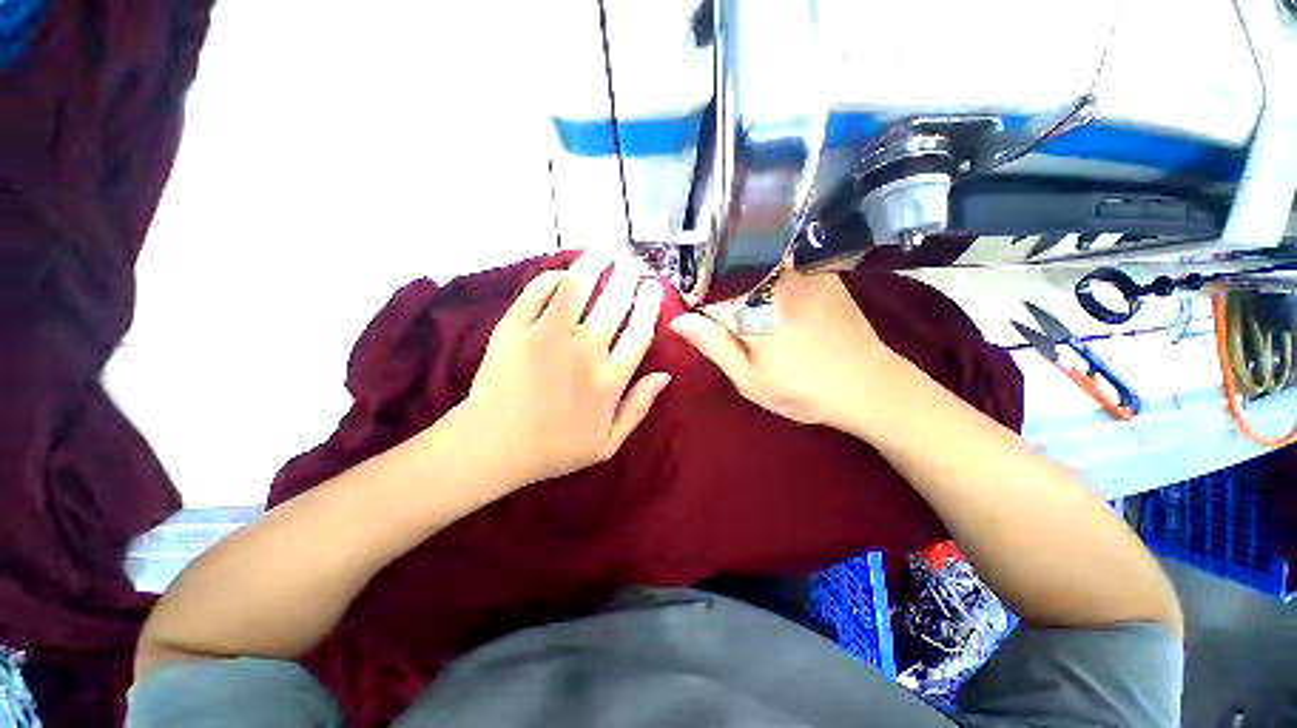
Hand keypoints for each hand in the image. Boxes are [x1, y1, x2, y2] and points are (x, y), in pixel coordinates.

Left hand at [462, 249, 670, 486]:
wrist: (492, 447)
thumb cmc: (554, 448)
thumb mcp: (608, 443)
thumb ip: (639, 408)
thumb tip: (665, 375)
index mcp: (608, 380)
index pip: (639, 331)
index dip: (650, 304)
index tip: (653, 288)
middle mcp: (583, 352)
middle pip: (614, 302)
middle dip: (628, 276)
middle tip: (633, 263)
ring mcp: (546, 337)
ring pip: (578, 287)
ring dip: (596, 263)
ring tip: (606, 250)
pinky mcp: (514, 329)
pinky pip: (538, 292)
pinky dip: (554, 278)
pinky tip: (564, 274)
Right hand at [669, 271, 897, 429]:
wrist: (869, 385)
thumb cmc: (804, 389)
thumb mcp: (749, 378)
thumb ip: (713, 345)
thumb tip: (679, 319)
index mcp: (753, 304)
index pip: (704, 288)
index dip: (692, 301)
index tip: (692, 318)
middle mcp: (775, 276)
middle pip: (726, 269)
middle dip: (714, 289)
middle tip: (720, 322)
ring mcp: (800, 268)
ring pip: (750, 263)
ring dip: (736, 281)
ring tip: (743, 313)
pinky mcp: (818, 269)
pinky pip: (776, 262)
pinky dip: (761, 275)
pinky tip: (766, 298)